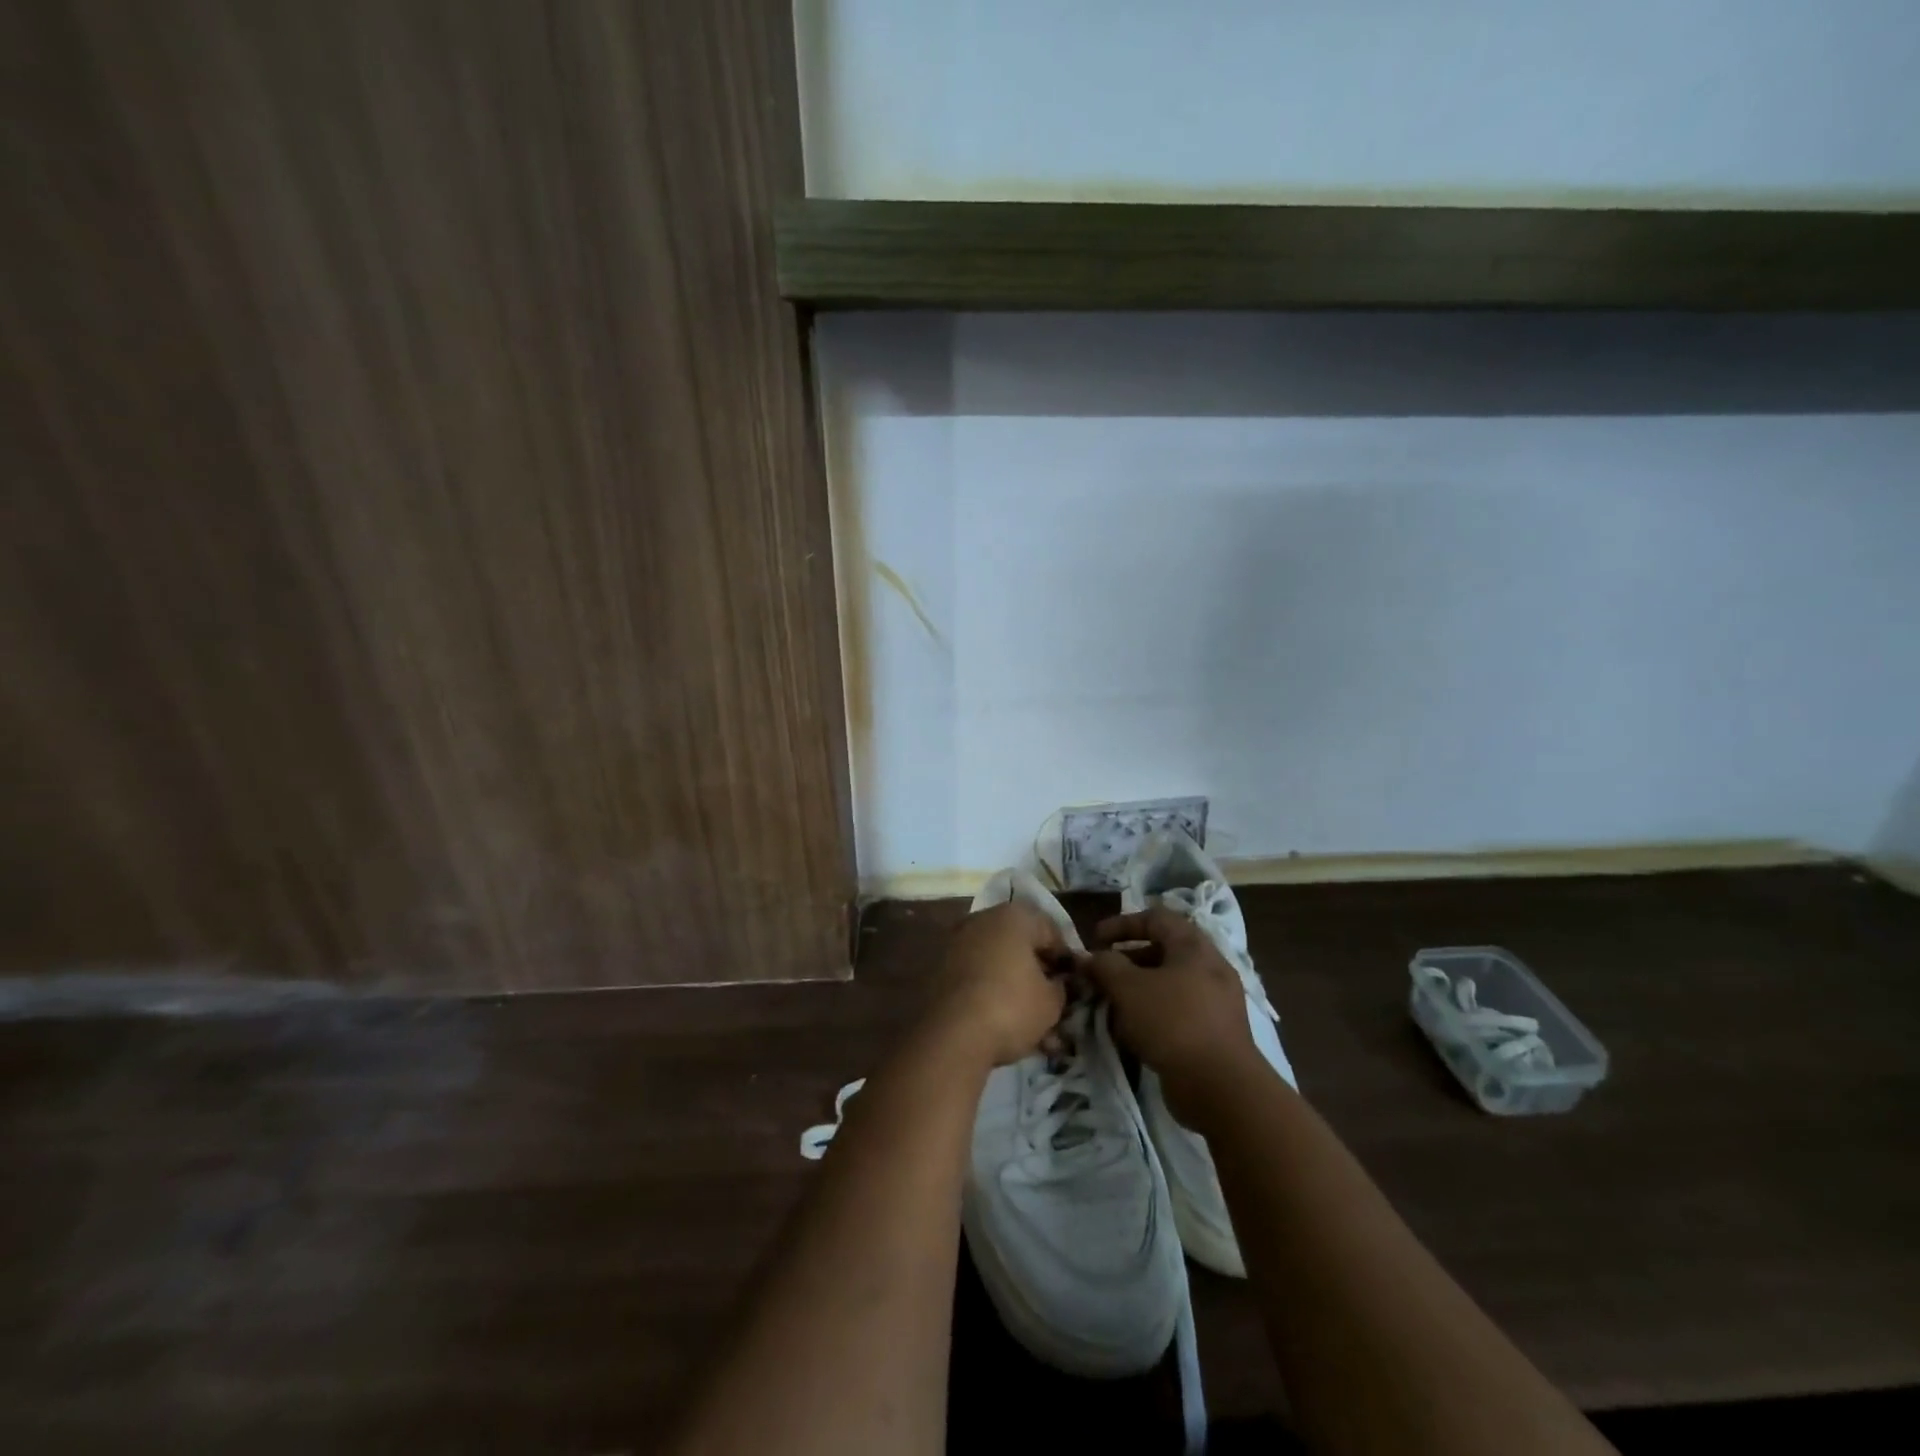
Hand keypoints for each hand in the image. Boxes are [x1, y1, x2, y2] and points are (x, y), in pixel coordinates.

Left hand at [926, 901, 1069, 1066]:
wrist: (950, 1035)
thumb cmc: (1011, 1007)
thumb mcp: (1051, 1002)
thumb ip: (1060, 987)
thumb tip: (1057, 984)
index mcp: (1013, 916)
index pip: (1051, 931)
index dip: (1065, 960)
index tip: (1072, 986)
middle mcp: (982, 920)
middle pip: (1020, 945)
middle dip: (1037, 975)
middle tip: (1051, 1004)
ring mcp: (957, 943)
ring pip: (997, 965)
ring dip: (1015, 990)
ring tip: (1030, 1028)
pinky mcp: (938, 968)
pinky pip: (975, 977)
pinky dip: (990, 996)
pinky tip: (1002, 1027)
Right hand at [1082, 905, 1264, 1118]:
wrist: (1220, 1087)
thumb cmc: (1172, 1022)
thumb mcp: (1128, 987)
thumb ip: (1104, 966)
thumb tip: (1088, 958)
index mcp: (1193, 946)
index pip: (1155, 918)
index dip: (1122, 923)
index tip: (1094, 940)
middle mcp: (1209, 968)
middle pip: (1161, 952)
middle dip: (1125, 961)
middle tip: (1099, 976)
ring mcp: (1215, 1002)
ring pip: (1167, 985)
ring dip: (1135, 991)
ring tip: (1109, 1007)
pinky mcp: (1213, 1032)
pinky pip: (1176, 1012)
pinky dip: (1151, 1015)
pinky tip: (1130, 1033)